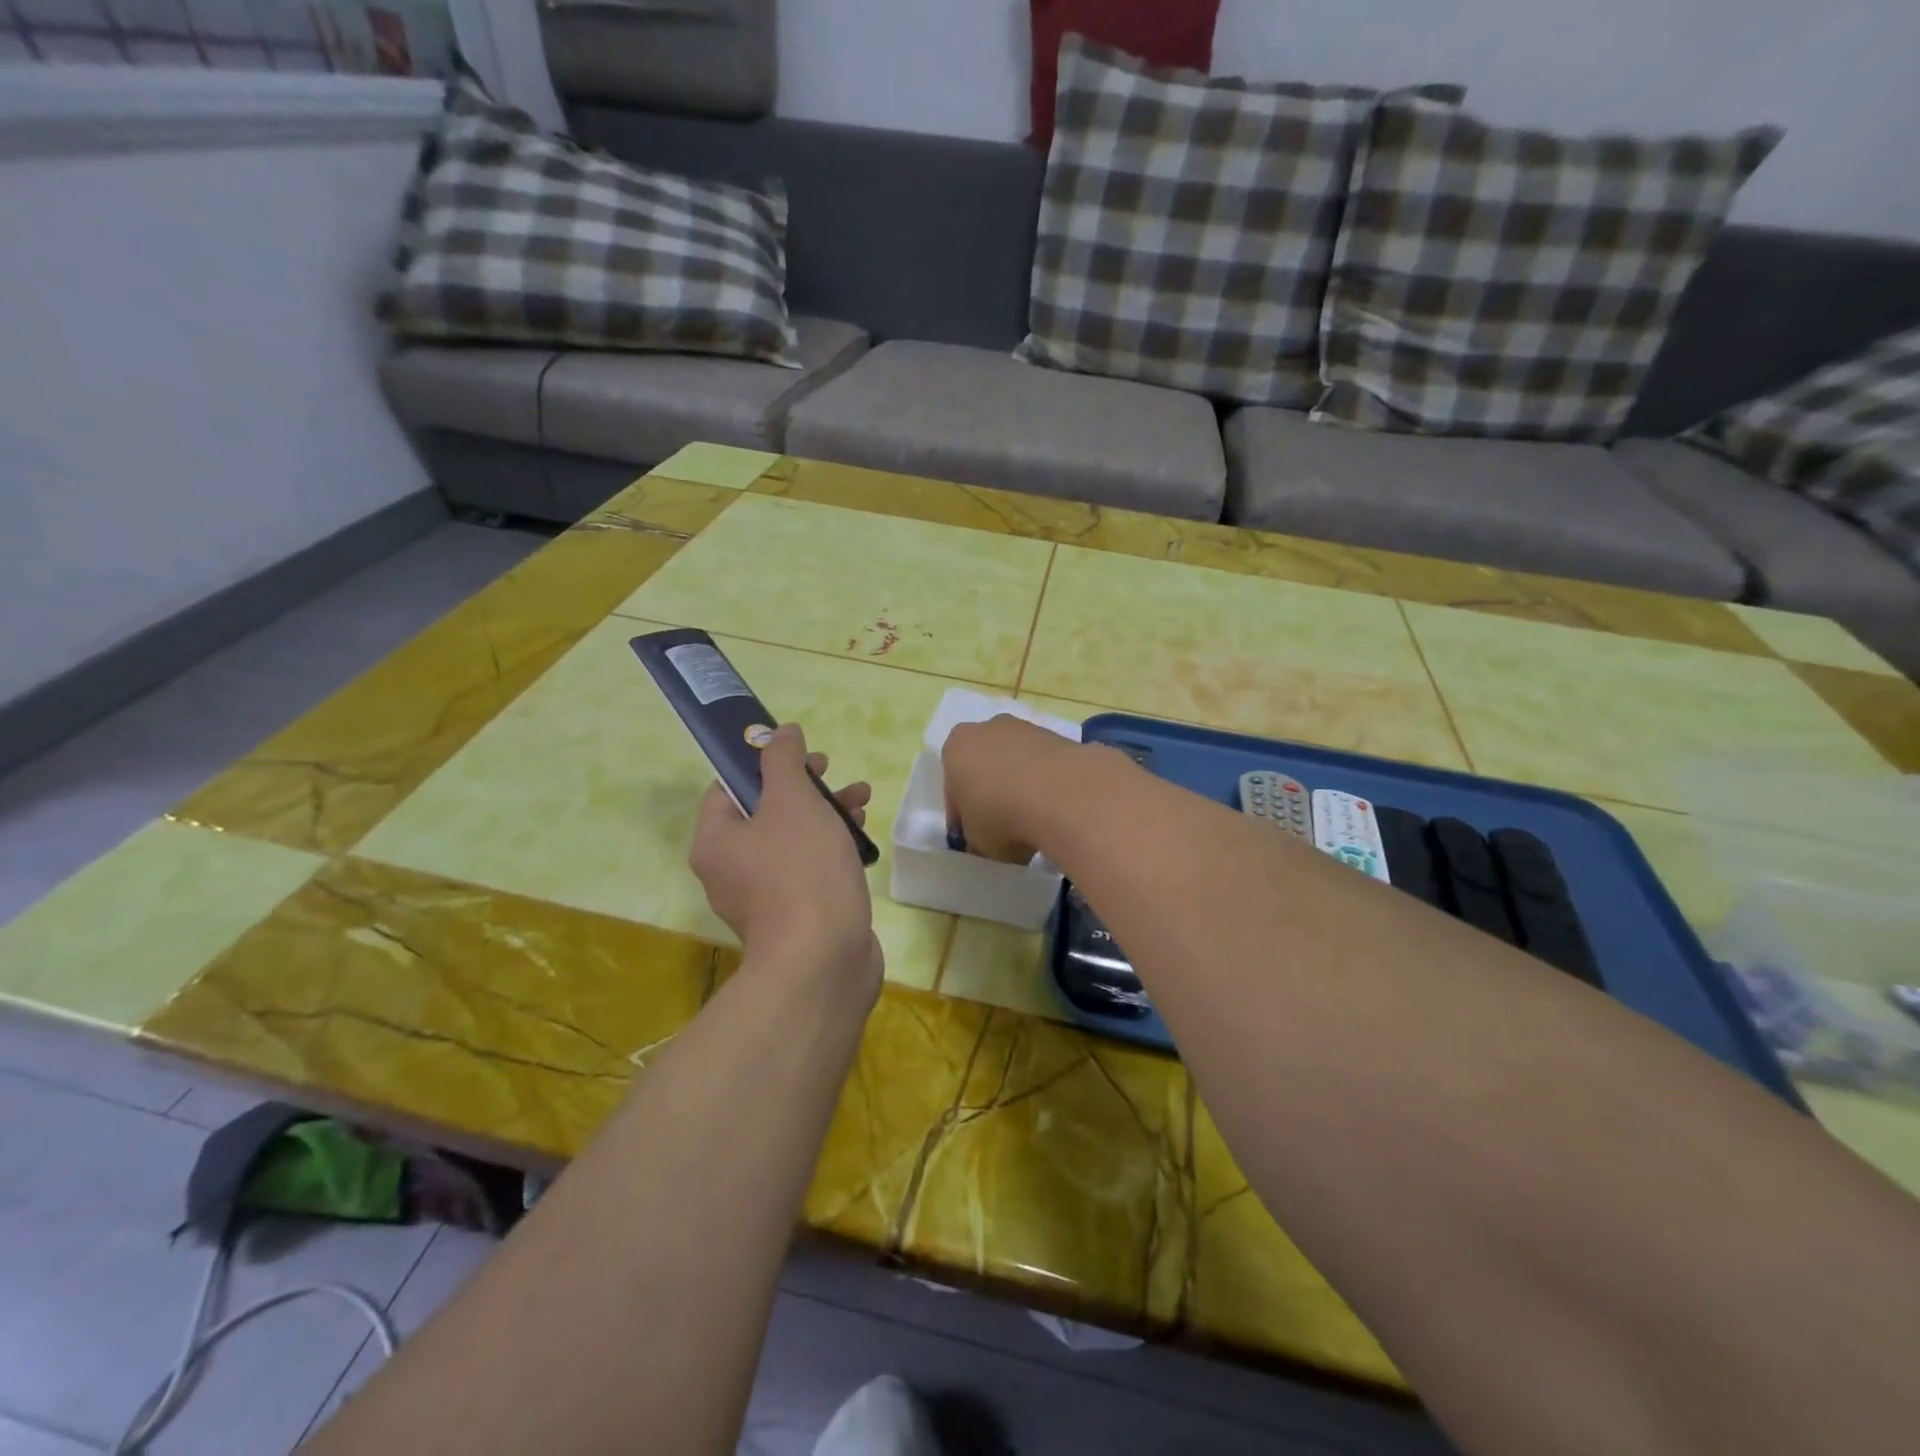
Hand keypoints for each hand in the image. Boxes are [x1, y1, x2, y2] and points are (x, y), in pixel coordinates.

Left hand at [689, 723, 880, 992]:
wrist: (824, 961)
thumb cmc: (802, 871)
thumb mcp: (793, 802)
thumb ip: (783, 761)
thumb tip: (780, 731)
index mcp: (716, 841)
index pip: (729, 787)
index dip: (763, 762)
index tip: (799, 752)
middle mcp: (730, 870)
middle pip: (765, 812)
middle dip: (804, 786)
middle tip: (832, 770)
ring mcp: (763, 897)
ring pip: (792, 839)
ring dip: (825, 812)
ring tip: (862, 798)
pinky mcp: (796, 916)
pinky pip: (809, 868)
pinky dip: (831, 847)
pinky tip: (862, 838)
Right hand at [941, 715, 1088, 864]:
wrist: (1061, 794)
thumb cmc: (1001, 816)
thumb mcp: (977, 841)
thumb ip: (976, 838)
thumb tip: (985, 842)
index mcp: (955, 749)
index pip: (953, 789)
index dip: (963, 817)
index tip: (975, 840)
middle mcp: (987, 730)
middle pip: (984, 767)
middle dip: (991, 794)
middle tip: (1003, 828)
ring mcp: (1026, 729)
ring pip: (1016, 763)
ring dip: (1020, 787)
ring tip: (1034, 821)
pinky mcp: (1059, 736)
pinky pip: (1044, 765)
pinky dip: (1046, 784)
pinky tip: (1055, 810)